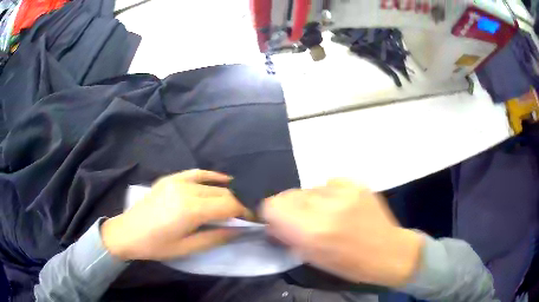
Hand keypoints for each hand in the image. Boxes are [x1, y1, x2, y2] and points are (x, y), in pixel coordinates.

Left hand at [101, 170, 248, 260]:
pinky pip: (196, 173)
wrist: (128, 232)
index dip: (244, 211)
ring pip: (212, 183)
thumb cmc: (157, 245)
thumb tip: (239, 229)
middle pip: (222, 193)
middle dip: (238, 203)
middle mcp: (186, 190)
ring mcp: (177, 181)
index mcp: (191, 210)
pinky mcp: (170, 179)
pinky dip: (211, 176)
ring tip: (237, 202)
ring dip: (227, 192)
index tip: (254, 219)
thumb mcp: (187, 248)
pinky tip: (223, 179)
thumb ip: (216, 237)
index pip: (228, 205)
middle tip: (246, 215)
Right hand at [261, 179, 422, 287]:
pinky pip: (329, 184)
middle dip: (290, 208)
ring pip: (308, 189)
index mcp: (313, 231)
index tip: (278, 222)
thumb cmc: (350, 264)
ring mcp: (344, 191)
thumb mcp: (313, 258)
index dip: (272, 214)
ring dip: (310, 202)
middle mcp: (326, 206)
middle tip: (303, 221)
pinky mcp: (357, 184)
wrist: (388, 251)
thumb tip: (273, 223)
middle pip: (288, 194)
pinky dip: (328, 195)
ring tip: (326, 214)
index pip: (273, 205)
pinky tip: (340, 207)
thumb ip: (288, 237)